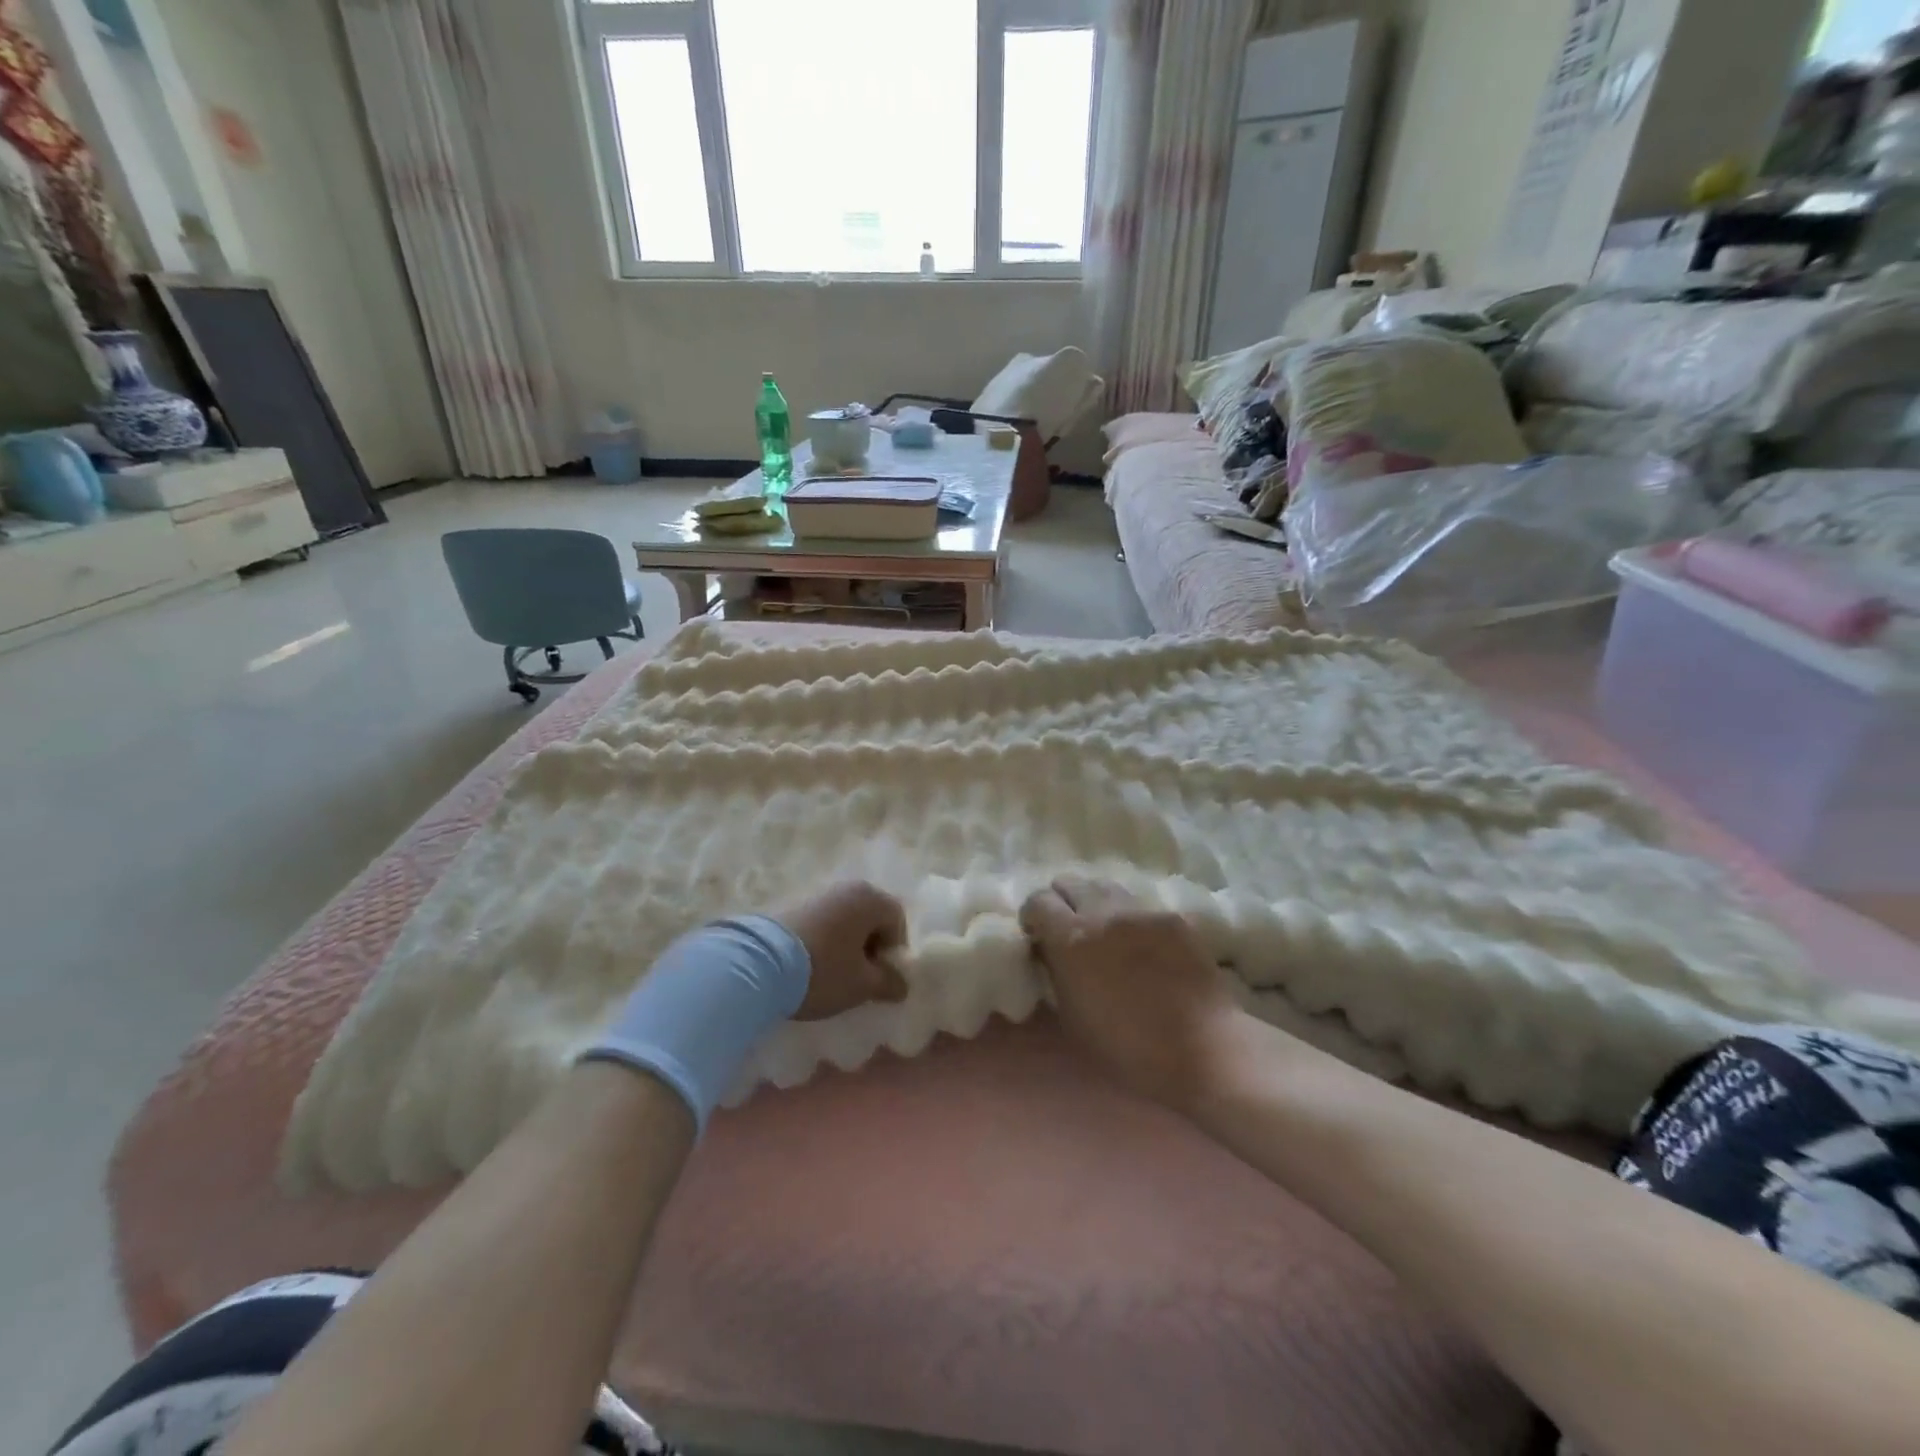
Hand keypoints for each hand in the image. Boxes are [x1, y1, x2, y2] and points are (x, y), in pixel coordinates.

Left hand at [774, 880, 910, 1020]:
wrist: (755, 964)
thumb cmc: (823, 970)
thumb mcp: (861, 985)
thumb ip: (888, 983)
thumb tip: (902, 985)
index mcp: (869, 898)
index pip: (897, 921)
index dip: (894, 951)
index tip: (879, 978)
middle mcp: (845, 888)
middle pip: (869, 918)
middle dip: (869, 948)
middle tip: (857, 979)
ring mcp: (814, 894)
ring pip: (843, 921)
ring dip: (844, 946)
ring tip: (830, 976)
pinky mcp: (788, 905)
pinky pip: (819, 924)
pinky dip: (821, 942)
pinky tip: (808, 967)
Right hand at [1020, 874, 1243, 1109]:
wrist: (1203, 1047)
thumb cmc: (1129, 1047)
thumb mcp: (1073, 1017)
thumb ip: (1056, 974)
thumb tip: (1050, 953)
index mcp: (1071, 938)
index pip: (1038, 901)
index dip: (1033, 917)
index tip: (1037, 936)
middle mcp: (1102, 912)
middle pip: (1069, 882)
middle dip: (1062, 901)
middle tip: (1068, 930)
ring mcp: (1140, 910)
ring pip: (1105, 886)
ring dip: (1095, 903)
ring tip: (1103, 932)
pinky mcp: (1171, 917)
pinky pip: (1138, 905)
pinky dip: (1129, 918)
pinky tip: (1140, 945)